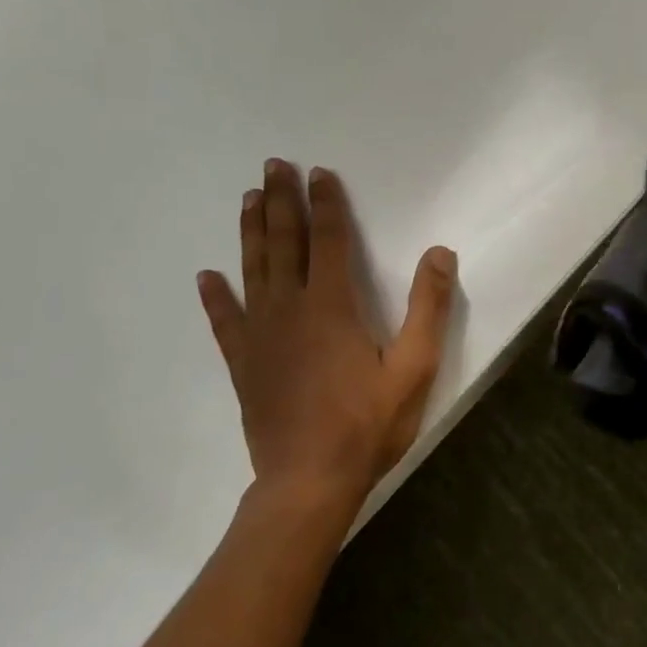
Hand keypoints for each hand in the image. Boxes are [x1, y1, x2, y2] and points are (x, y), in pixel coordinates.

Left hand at [196, 160, 458, 507]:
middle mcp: (291, 309)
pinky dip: (215, 297)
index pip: (330, 240)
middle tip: (273, 165)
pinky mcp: (244, 363)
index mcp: (333, 306)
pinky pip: (225, 321)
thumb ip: (428, 307)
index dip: (327, 203)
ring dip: (251, 232)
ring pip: (253, 270)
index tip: (319, 172)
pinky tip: (206, 277)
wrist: (308, 481)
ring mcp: (261, 336)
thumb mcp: (414, 366)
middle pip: (285, 244)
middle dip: (281, 202)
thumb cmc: (367, 423)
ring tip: (249, 199)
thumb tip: (440, 252)